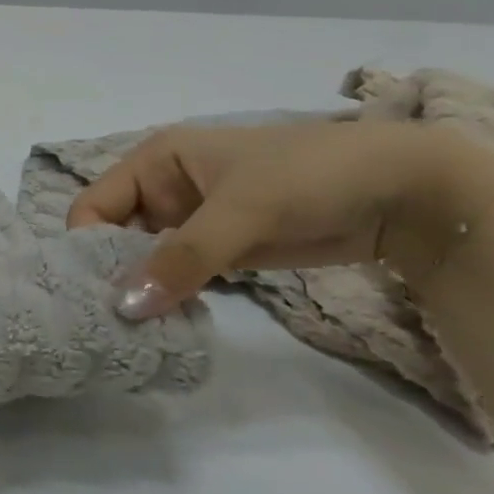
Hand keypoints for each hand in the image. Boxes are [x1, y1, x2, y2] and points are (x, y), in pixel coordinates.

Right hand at [67, 120, 493, 318]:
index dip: (87, 245)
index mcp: (154, 161)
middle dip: (111, 273)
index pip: (94, 205)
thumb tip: (125, 308)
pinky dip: (168, 297)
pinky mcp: (218, 249)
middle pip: (112, 236)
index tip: (92, 292)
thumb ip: (182, 258)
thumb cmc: (311, 176)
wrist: (406, 192)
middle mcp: (162, 189)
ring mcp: (190, 221)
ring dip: (140, 290)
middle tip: (108, 322)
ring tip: (132, 331)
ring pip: (143, 259)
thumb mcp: (242, 211)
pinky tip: (164, 324)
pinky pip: (176, 275)